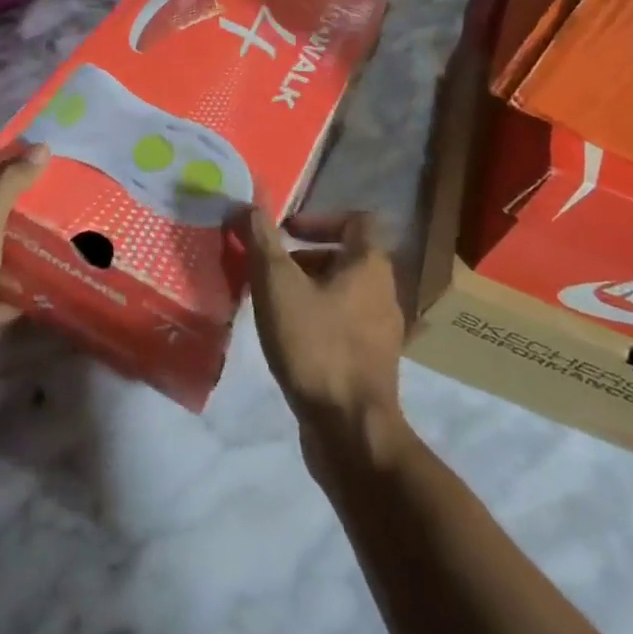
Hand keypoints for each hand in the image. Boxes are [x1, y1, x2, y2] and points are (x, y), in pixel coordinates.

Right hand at [239, 208, 407, 472]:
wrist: (350, 430)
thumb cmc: (316, 345)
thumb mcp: (278, 285)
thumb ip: (262, 240)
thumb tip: (248, 203)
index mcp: (370, 266)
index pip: (357, 220)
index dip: (319, 219)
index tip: (286, 233)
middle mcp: (384, 292)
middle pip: (346, 257)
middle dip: (305, 258)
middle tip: (270, 270)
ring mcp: (382, 331)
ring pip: (343, 293)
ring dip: (308, 289)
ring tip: (272, 304)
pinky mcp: (372, 363)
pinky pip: (344, 324)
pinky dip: (317, 319)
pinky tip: (288, 339)